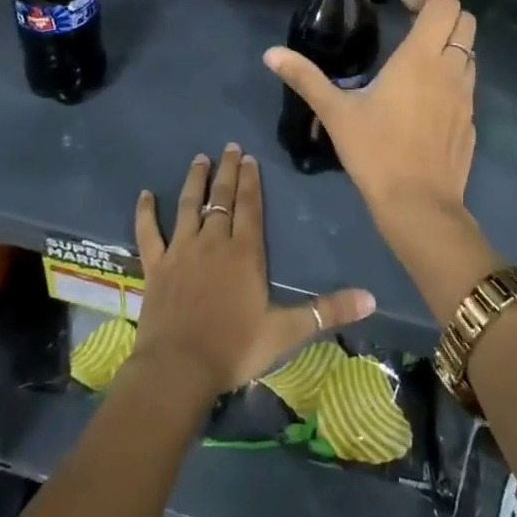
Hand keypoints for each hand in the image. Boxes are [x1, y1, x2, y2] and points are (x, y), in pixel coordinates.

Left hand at [130, 145, 375, 400]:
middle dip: (226, 171)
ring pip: (188, 206)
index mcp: (244, 253)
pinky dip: (145, 213)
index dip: (249, 181)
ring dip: (194, 182)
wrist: (179, 369)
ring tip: (199, 159)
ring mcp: (181, 251)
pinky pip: (148, 233)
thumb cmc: (234, 348)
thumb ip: (327, 311)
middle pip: (220, 199)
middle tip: (228, 147)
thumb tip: (372, 298)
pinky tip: (145, 195)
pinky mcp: (156, 266)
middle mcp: (212, 242)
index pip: (249, 206)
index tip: (248, 157)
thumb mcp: (286, 332)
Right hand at [264, 0, 477, 217]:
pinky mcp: (471, 122)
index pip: (445, 5)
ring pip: (470, 53)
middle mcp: (451, 70)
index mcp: (420, 59)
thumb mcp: (335, 113)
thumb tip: (271, 54)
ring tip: (416, 60)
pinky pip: (467, 85)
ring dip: (449, 45)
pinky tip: (423, 100)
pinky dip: (451, 77)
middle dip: (443, 14)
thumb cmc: (376, 152)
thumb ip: (305, 78)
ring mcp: (466, 97)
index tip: (402, 6)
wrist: (419, 206)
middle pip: (466, 21)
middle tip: (412, 24)